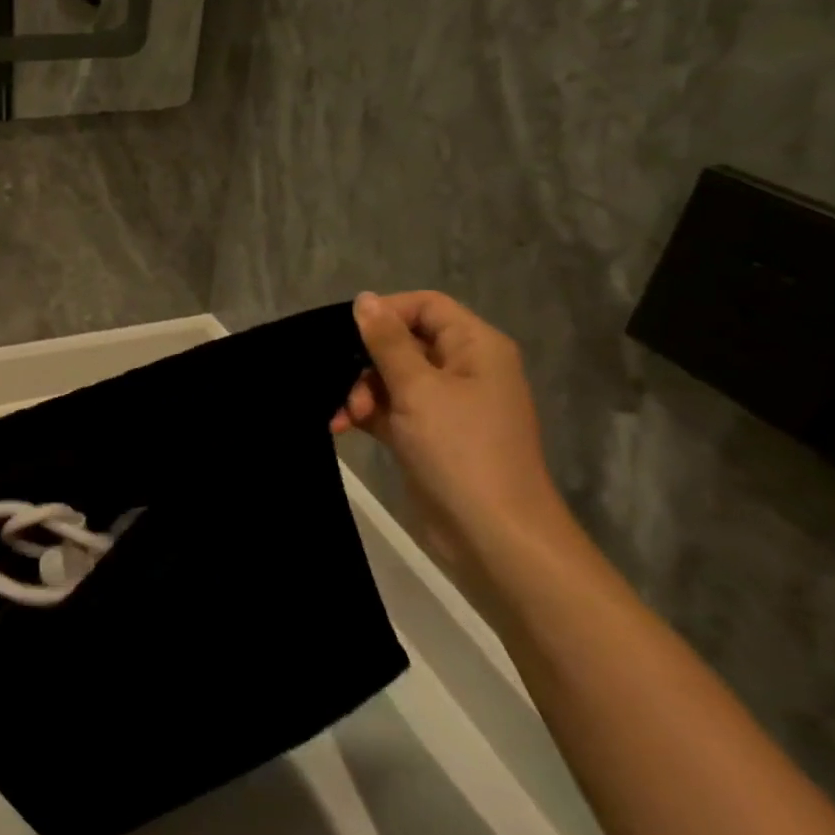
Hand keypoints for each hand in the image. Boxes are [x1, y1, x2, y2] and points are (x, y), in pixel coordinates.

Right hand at [333, 291, 575, 586]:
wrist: (492, 536)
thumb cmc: (460, 450)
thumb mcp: (417, 389)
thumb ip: (386, 342)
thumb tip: (365, 298)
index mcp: (475, 347)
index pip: (426, 306)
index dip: (386, 313)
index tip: (348, 334)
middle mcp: (464, 369)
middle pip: (404, 342)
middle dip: (367, 362)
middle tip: (345, 389)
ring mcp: (446, 405)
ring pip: (392, 378)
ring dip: (362, 392)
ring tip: (345, 417)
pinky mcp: (429, 436)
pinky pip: (391, 409)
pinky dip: (367, 414)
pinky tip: (342, 427)